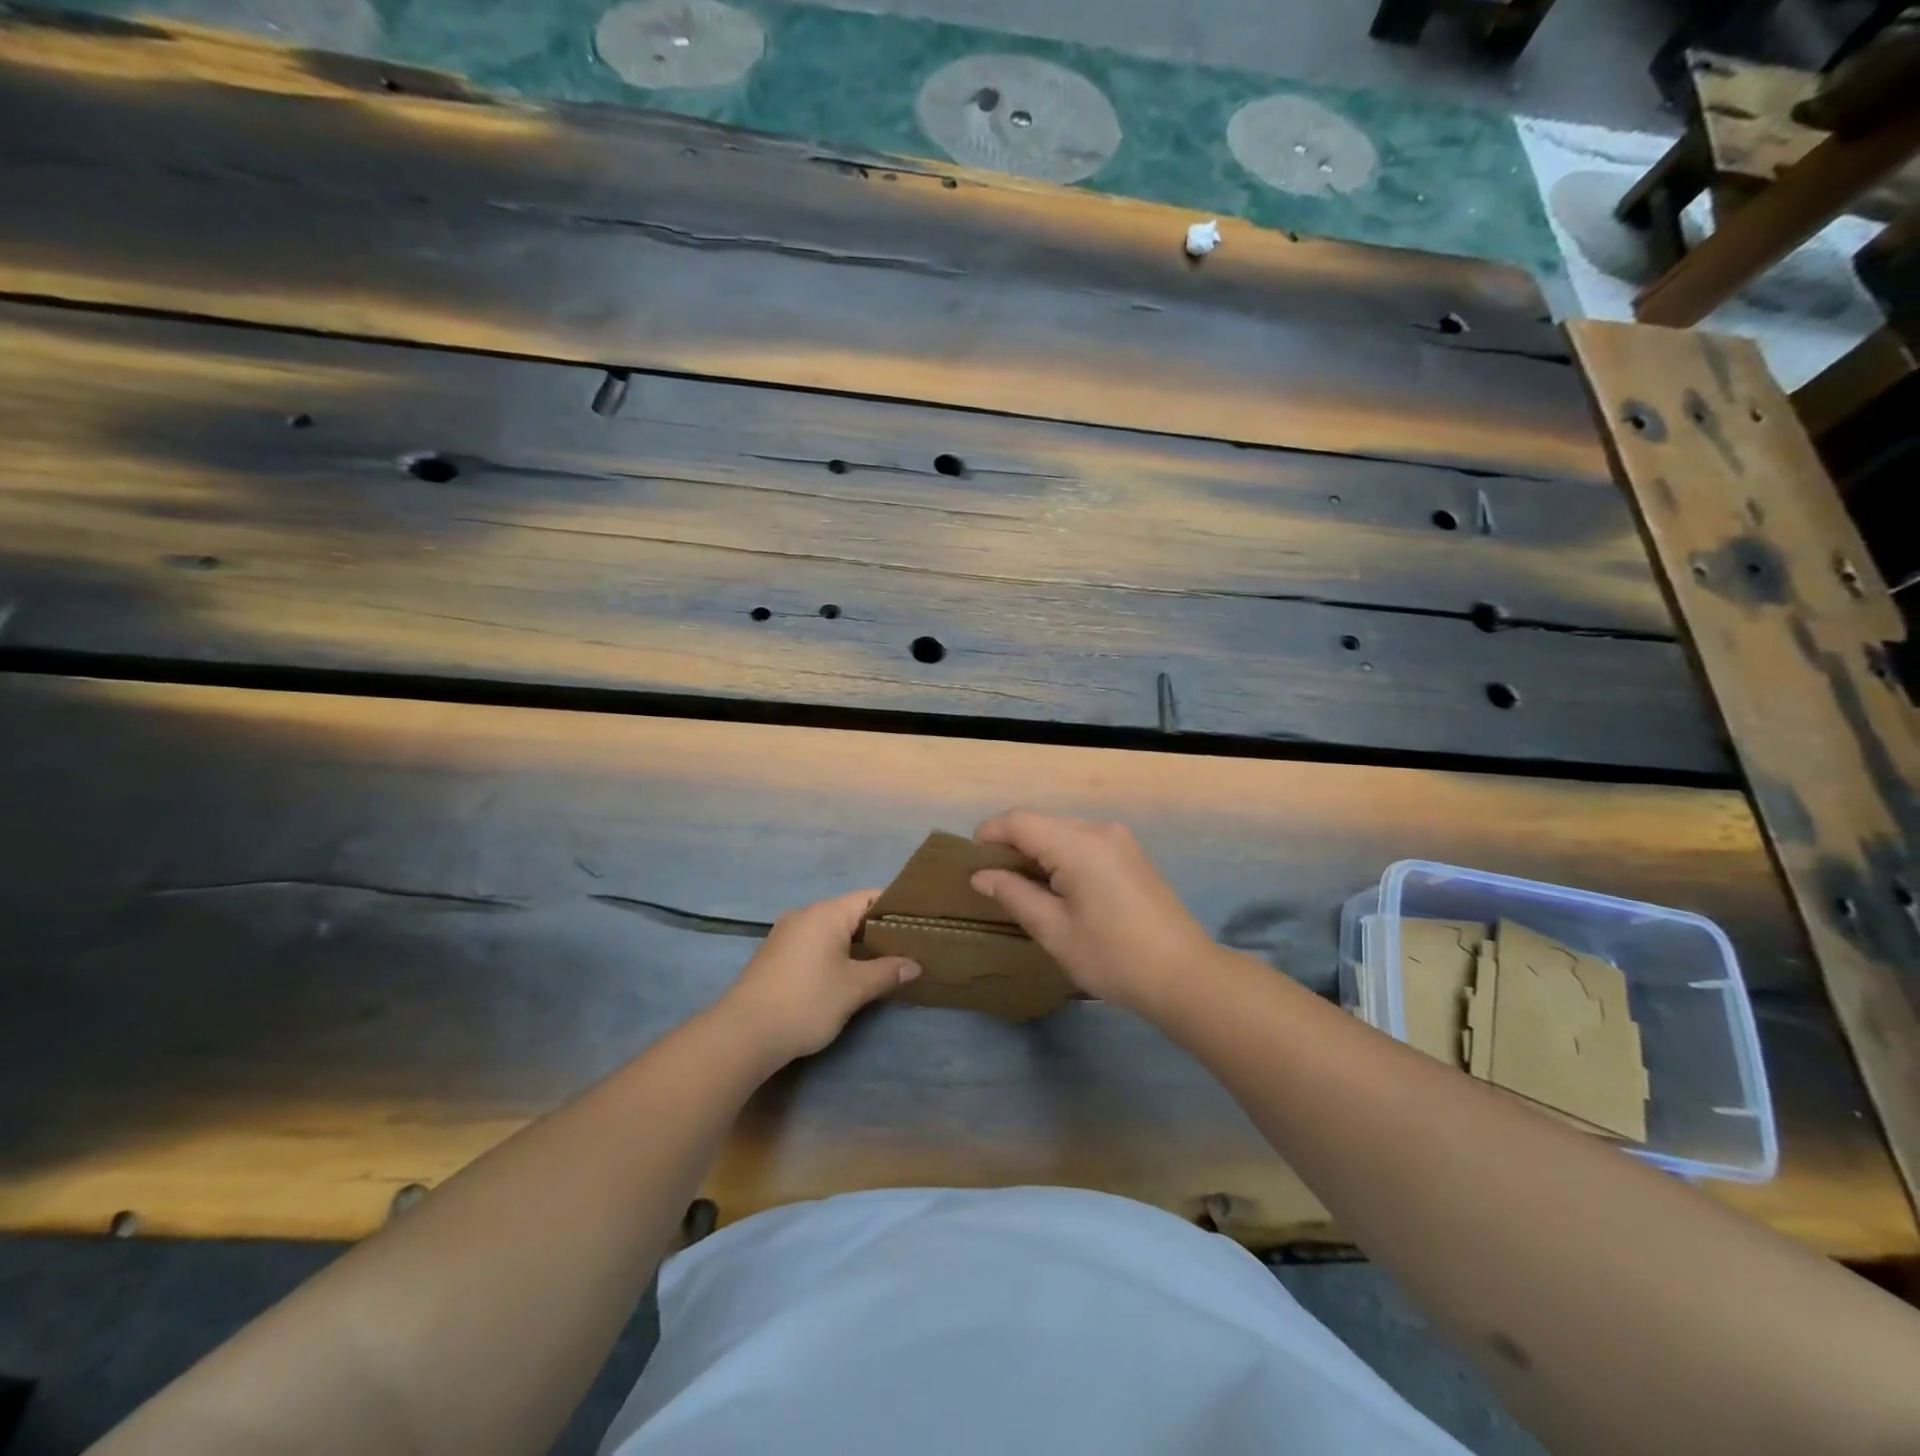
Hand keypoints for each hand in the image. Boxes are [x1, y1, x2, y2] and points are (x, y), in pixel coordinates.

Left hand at [719, 890, 919, 1064]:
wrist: (743, 1034)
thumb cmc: (805, 1002)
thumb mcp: (853, 989)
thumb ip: (887, 972)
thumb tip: (914, 964)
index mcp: (826, 913)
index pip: (870, 898)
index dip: (896, 910)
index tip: (918, 928)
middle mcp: (805, 914)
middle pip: (851, 913)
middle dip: (877, 931)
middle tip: (905, 950)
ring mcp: (786, 934)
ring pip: (831, 930)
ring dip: (855, 945)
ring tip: (881, 965)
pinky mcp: (775, 955)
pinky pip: (814, 944)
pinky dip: (834, 954)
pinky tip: (845, 976)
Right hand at [969, 810, 1219, 1016]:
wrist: (1186, 976)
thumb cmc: (1113, 956)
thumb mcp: (1054, 930)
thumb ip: (1014, 894)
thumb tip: (981, 875)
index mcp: (1078, 843)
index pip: (1019, 820)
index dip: (988, 835)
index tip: (970, 864)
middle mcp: (1099, 830)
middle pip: (1041, 823)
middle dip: (1011, 846)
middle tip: (991, 882)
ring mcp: (1120, 841)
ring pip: (1062, 833)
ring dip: (1037, 852)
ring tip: (1021, 889)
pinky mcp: (1132, 856)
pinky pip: (1084, 844)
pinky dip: (1061, 858)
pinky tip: (1058, 890)